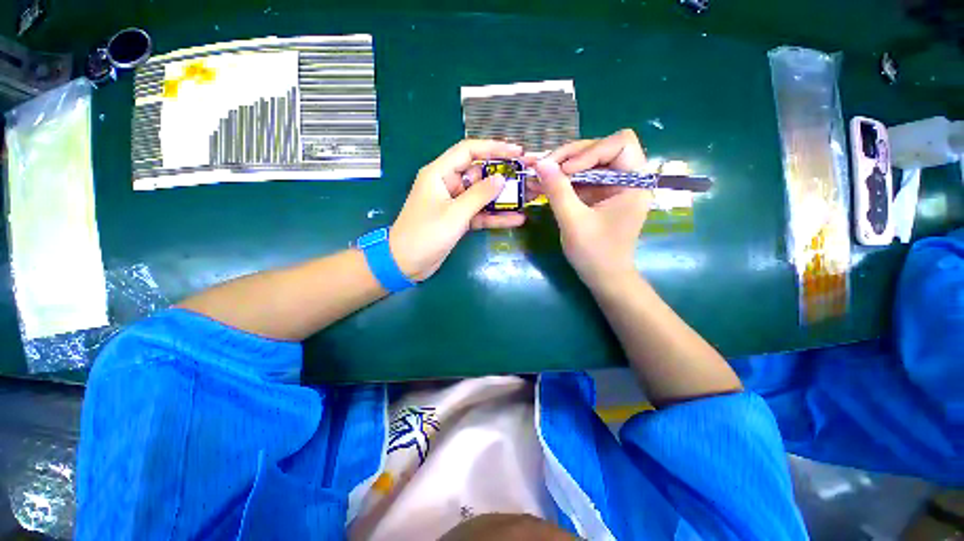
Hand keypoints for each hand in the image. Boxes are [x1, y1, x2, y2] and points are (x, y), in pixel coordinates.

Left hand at [390, 140, 526, 281]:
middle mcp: (447, 184)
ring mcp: (453, 203)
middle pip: (478, 172)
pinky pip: (479, 213)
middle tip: (525, 175)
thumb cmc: (425, 234)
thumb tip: (501, 179)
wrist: (406, 263)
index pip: (468, 151)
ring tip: (526, 196)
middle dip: (502, 174)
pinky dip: (494, 216)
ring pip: (481, 195)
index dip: (493, 148)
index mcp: (439, 173)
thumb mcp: (454, 214)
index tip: (517, 152)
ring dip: (501, 198)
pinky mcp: (458, 219)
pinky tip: (515, 218)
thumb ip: (479, 195)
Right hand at [530, 129, 652, 289]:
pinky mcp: (598, 195)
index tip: (566, 171)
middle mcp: (626, 178)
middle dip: (569, 157)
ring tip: (537, 176)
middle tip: (543, 169)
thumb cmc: (596, 254)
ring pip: (586, 162)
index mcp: (634, 182)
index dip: (590, 150)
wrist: (604, 278)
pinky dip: (561, 180)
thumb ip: (558, 191)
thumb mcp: (573, 222)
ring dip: (561, 167)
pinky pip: (580, 178)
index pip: (620, 142)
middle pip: (600, 148)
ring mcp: (611, 186)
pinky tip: (542, 185)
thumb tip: (540, 163)